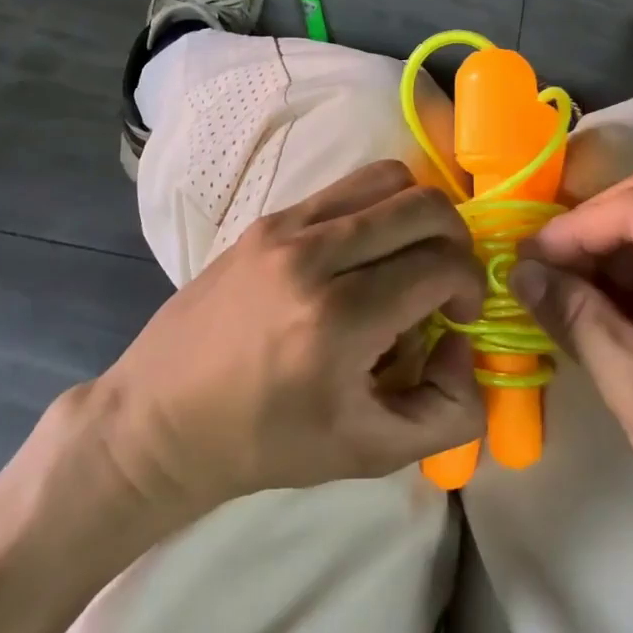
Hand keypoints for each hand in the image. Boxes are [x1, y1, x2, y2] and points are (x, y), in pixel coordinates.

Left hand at [91, 160, 486, 516]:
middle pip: (424, 206)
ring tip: (407, 257)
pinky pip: (345, 188)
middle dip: (456, 240)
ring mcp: (286, 227)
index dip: (470, 286)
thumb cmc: (267, 442)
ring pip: (388, 178)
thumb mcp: (370, 453)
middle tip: (445, 280)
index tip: (460, 315)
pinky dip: (376, 210)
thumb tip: (463, 342)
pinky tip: (362, 255)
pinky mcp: (268, 219)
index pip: (441, 265)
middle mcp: (314, 256)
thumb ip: (448, 411)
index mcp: (339, 320)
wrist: (162, 416)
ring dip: (417, 214)